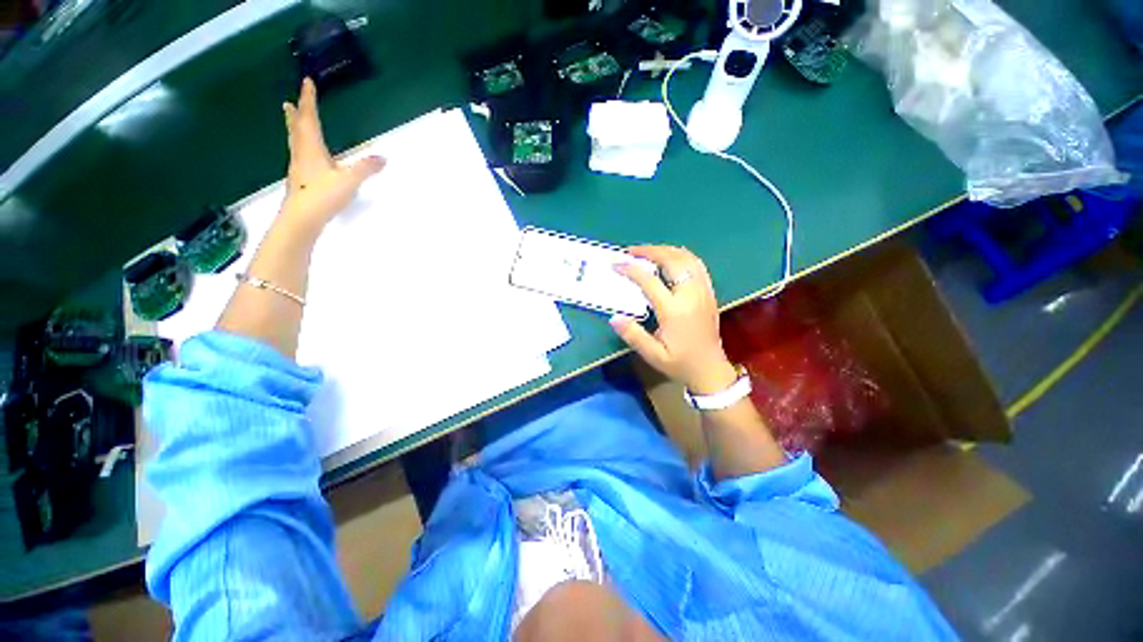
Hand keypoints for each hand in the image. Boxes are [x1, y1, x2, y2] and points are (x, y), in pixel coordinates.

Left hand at [279, 78, 384, 234]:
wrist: (303, 217)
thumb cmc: (323, 195)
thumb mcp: (350, 181)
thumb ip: (366, 169)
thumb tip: (383, 158)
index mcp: (312, 148)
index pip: (309, 118)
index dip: (308, 100)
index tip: (306, 82)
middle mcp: (302, 154)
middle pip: (297, 129)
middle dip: (296, 114)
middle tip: (288, 102)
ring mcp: (299, 168)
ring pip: (296, 143)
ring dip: (295, 130)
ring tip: (293, 122)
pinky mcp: (300, 180)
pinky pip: (300, 156)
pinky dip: (301, 147)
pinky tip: (306, 155)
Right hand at [610, 246, 738, 394]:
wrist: (710, 370)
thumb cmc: (680, 363)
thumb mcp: (653, 355)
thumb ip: (633, 335)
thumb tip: (613, 317)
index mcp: (675, 311)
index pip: (650, 281)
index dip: (631, 270)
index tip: (616, 265)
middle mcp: (691, 295)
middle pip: (672, 261)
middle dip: (650, 251)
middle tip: (631, 251)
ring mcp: (703, 291)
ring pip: (687, 259)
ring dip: (666, 250)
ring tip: (648, 252)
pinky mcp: (709, 293)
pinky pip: (697, 265)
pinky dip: (681, 256)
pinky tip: (670, 259)